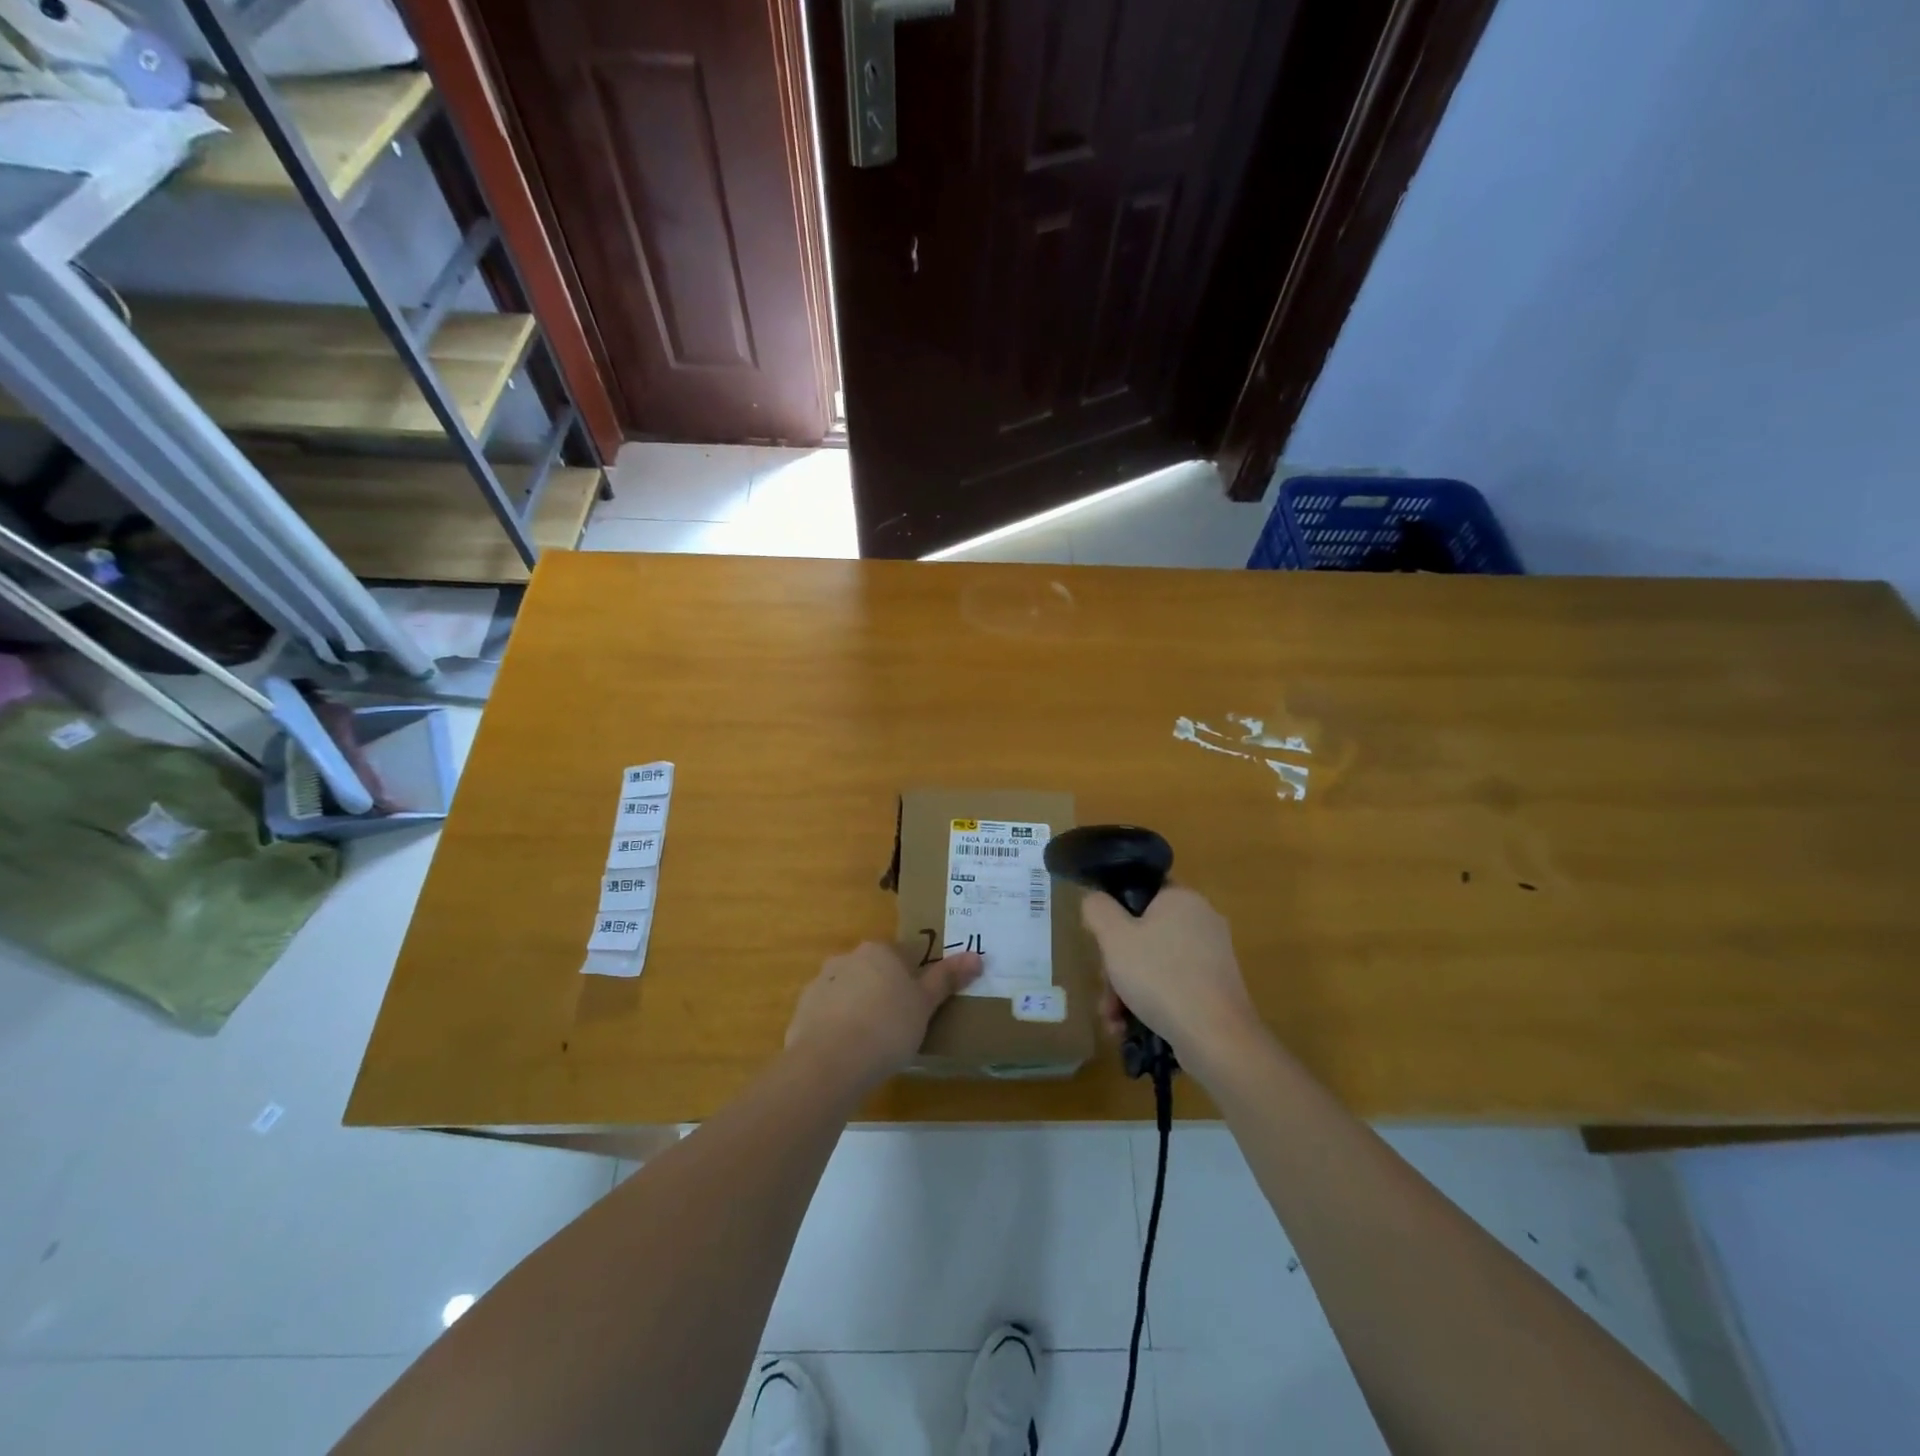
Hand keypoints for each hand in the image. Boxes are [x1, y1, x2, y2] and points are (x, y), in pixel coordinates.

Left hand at [786, 943, 982, 1088]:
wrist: (830, 1062)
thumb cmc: (888, 1027)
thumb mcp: (925, 1004)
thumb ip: (947, 979)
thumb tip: (977, 956)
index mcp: (880, 951)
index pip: (903, 955)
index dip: (914, 979)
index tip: (919, 1005)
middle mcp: (848, 958)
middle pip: (873, 970)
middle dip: (884, 991)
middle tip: (899, 1024)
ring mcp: (821, 983)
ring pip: (848, 991)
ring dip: (858, 1008)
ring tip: (872, 1043)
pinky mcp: (803, 1010)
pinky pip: (827, 1014)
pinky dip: (837, 1027)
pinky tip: (847, 1053)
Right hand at [1082, 887, 1260, 1072]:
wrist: (1215, 1037)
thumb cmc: (1160, 976)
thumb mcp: (1114, 938)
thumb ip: (1098, 910)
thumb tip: (1096, 900)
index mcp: (1181, 899)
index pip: (1141, 892)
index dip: (1115, 913)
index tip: (1101, 942)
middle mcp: (1202, 921)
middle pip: (1144, 934)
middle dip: (1116, 966)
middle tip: (1105, 990)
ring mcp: (1213, 957)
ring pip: (1155, 964)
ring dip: (1127, 990)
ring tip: (1113, 1020)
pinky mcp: (1217, 989)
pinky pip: (1174, 985)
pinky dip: (1151, 1003)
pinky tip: (1131, 1028)